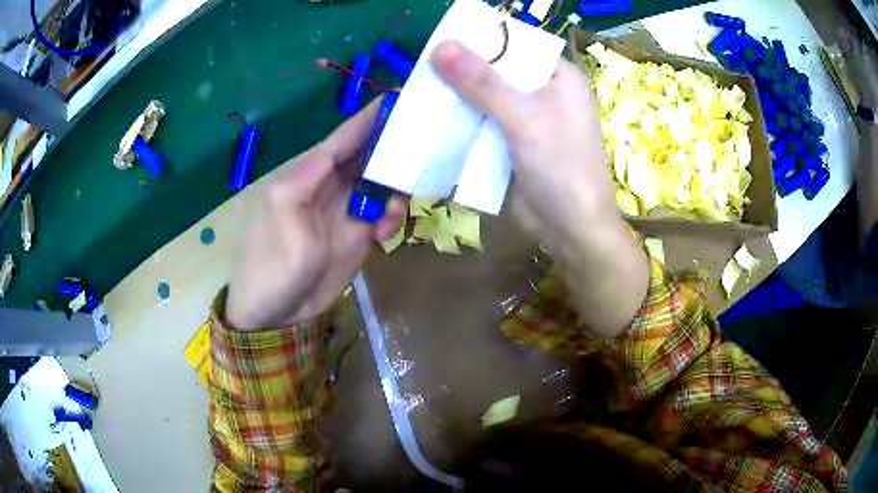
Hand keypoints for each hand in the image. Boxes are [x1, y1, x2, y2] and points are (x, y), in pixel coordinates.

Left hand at [225, 100, 404, 330]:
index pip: (344, 138)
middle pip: (368, 156)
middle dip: (393, 148)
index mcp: (309, 174)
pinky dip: (391, 217)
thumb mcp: (283, 214)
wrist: (279, 314)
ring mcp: (347, 211)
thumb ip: (307, 177)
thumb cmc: (272, 263)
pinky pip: (384, 214)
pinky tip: (386, 232)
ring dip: (396, 188)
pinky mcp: (359, 235)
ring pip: (381, 184)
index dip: (370, 118)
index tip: (399, 98)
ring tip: (401, 201)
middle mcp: (331, 186)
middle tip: (426, 144)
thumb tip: (335, 150)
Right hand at [431, 41, 647, 335]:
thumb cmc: (561, 167)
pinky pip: (484, 123)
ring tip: (420, 90)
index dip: (481, 40)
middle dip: (463, 71)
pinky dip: (463, 122)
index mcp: (559, 76)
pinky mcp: (515, 143)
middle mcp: (545, 92)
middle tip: (423, 68)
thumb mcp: (522, 119)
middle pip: (498, 71)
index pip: (516, 45)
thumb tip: (441, 46)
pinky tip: (434, 118)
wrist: (571, 230)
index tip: (443, 41)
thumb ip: (482, 83)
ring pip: (487, 98)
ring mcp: (529, 119)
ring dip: (459, 98)